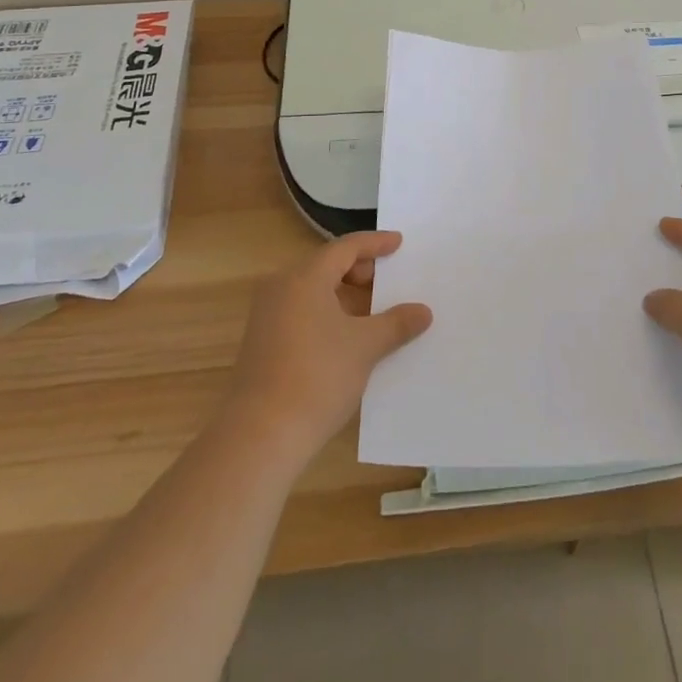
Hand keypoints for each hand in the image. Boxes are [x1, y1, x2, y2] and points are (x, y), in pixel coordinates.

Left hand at [225, 231, 432, 463]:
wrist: (259, 437)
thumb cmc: (317, 377)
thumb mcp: (365, 347)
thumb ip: (396, 323)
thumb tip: (423, 311)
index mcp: (305, 277)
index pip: (346, 248)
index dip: (375, 244)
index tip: (399, 243)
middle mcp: (281, 288)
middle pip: (327, 266)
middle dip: (360, 271)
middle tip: (388, 282)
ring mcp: (267, 317)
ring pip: (313, 292)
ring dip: (345, 297)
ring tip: (374, 314)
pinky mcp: (262, 344)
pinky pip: (302, 313)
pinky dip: (328, 315)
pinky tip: (348, 339)